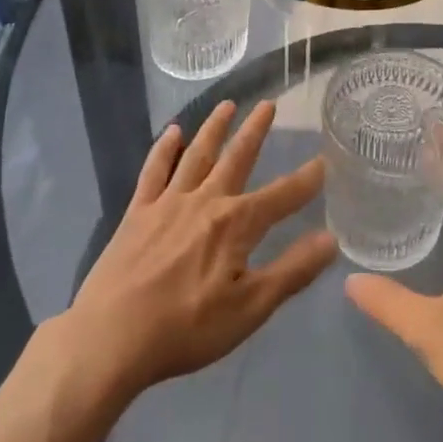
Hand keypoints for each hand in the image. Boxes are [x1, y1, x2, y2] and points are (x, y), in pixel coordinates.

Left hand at [62, 99, 336, 401]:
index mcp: (236, 224)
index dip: (306, 180)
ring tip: (227, 104)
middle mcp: (206, 200)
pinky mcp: (138, 212)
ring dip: (214, 128)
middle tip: (269, 103)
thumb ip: (292, 272)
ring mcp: (169, 202)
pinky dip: (164, 150)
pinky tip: (172, 133)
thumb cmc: (186, 328)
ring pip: (197, 154)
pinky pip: (154, 171)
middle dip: (255, 131)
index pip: (281, 196)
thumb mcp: (250, 308)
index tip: (324, 159)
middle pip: (237, 158)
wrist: (111, 337)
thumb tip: (331, 239)